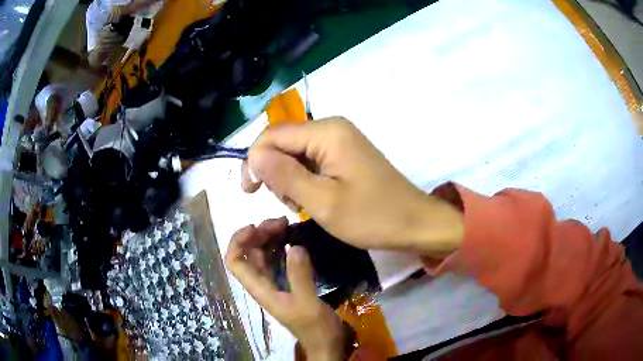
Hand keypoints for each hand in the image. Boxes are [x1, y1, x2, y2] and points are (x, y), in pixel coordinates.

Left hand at [225, 218, 345, 359]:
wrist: (326, 343)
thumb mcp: (307, 304)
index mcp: (261, 289)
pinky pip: (277, 260)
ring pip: (263, 255)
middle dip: (258, 234)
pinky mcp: (287, 284)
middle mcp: (263, 284)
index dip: (238, 241)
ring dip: (269, 238)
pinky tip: (292, 239)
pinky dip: (281, 247)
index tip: (255, 226)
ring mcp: (274, 283)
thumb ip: (299, 277)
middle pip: (249, 254)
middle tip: (280, 222)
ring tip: (286, 225)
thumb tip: (294, 246)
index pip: (236, 262)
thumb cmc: (315, 328)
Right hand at [241, 118, 463, 255]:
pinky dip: (305, 180)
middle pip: (284, 142)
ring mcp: (340, 140)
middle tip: (291, 204)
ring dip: (290, 179)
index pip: (273, 135)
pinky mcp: (345, 153)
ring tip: (306, 206)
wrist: (414, 223)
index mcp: (326, 133)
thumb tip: (253, 156)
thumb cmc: (371, 216)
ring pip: (296, 153)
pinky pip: (312, 160)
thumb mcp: (322, 202)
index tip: (251, 192)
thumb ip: (284, 176)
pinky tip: (315, 199)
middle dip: (276, 172)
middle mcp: (332, 128)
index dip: (255, 160)